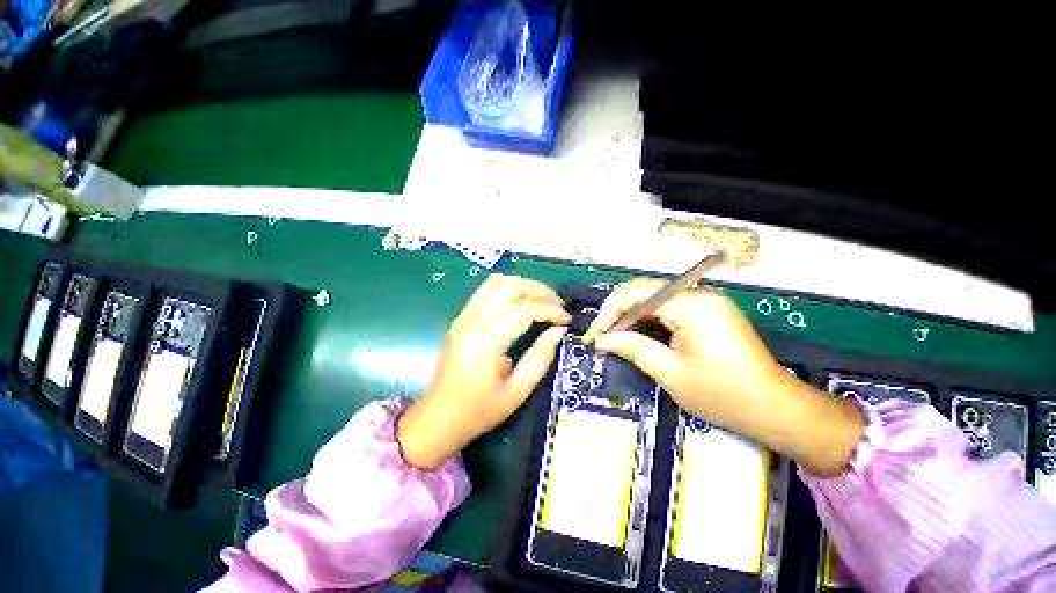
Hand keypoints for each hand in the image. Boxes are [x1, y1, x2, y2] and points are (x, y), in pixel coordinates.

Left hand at [398, 274, 570, 469]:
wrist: (437, 419)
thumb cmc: (478, 411)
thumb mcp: (517, 390)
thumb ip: (541, 357)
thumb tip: (559, 331)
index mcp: (487, 340)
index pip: (524, 310)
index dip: (551, 311)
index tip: (567, 320)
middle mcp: (473, 320)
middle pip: (509, 285)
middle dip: (538, 290)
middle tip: (557, 305)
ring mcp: (463, 317)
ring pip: (496, 282)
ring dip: (522, 286)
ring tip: (541, 301)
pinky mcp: (460, 319)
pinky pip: (486, 292)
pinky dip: (508, 290)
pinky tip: (520, 304)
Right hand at [583, 278, 862, 475]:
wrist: (776, 409)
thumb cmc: (725, 395)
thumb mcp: (671, 374)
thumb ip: (632, 349)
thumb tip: (601, 341)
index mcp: (692, 305)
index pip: (636, 294)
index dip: (609, 313)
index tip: (594, 336)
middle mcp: (698, 295)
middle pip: (644, 293)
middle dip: (618, 315)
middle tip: (601, 339)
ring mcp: (704, 302)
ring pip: (654, 301)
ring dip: (631, 319)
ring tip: (614, 339)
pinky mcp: (707, 312)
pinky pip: (668, 309)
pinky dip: (648, 322)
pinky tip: (637, 337)